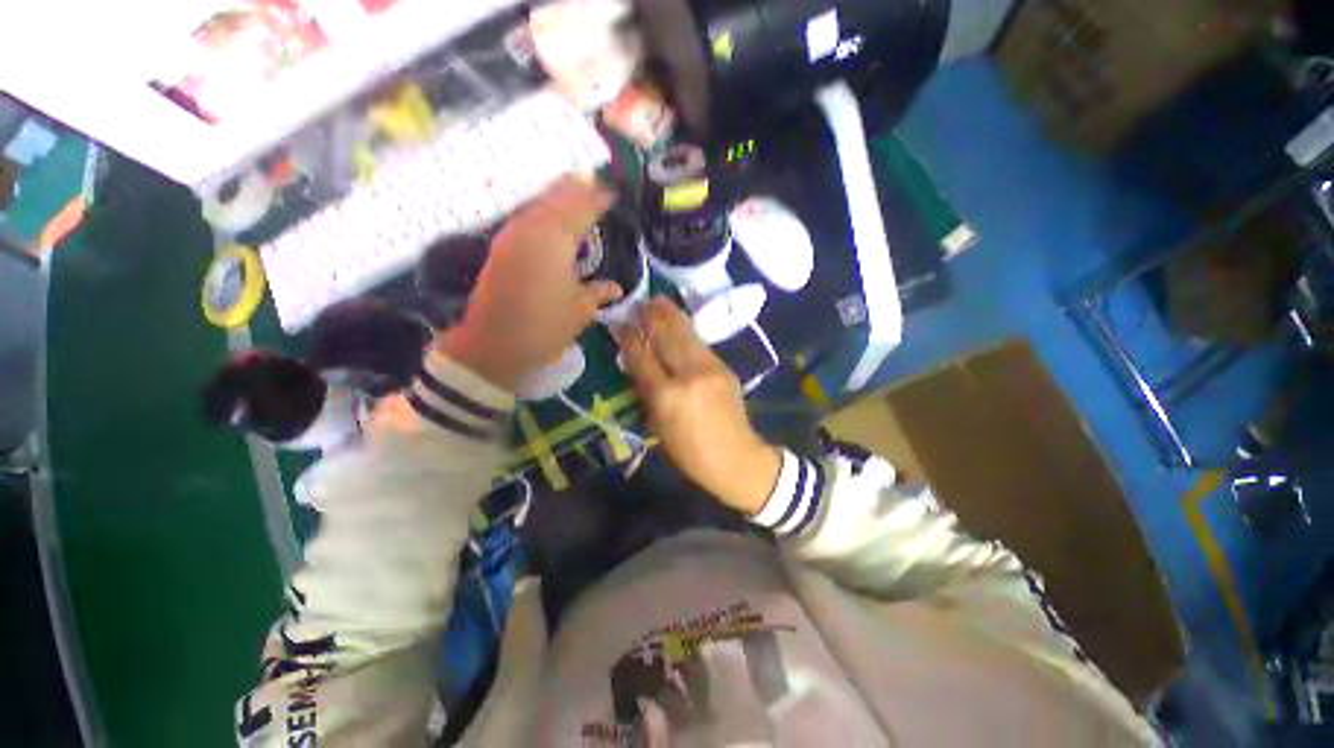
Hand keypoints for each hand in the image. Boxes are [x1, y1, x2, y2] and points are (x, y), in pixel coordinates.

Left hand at [440, 175, 622, 390]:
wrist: (493, 345)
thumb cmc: (544, 327)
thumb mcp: (580, 311)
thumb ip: (599, 292)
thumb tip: (616, 287)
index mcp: (555, 240)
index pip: (582, 209)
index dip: (599, 199)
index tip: (613, 192)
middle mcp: (531, 228)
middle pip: (556, 198)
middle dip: (576, 187)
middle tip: (594, 178)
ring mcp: (511, 235)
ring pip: (537, 203)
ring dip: (557, 195)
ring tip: (574, 188)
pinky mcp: (500, 247)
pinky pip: (526, 216)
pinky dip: (541, 209)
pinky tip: (549, 215)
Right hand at [619, 298, 782, 514]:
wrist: (735, 456)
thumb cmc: (689, 452)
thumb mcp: (658, 427)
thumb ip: (647, 393)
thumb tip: (638, 365)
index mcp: (666, 396)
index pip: (642, 358)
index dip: (629, 338)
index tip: (621, 323)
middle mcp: (687, 375)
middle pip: (665, 337)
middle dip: (651, 317)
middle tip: (640, 302)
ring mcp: (709, 368)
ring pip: (685, 334)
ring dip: (670, 315)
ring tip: (659, 300)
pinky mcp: (724, 367)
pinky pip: (700, 344)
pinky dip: (687, 331)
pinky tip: (679, 322)